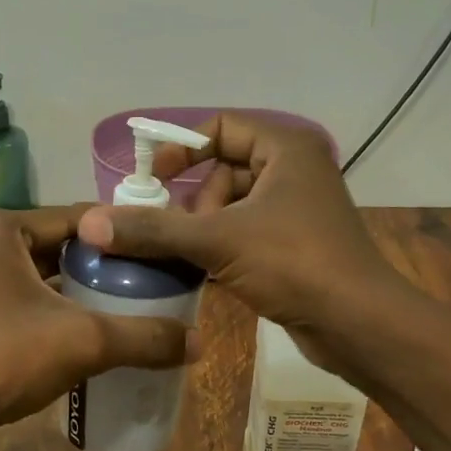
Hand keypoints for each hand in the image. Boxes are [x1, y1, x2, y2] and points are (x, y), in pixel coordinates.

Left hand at [0, 208, 198, 432]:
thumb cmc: (0, 359)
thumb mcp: (82, 342)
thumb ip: (143, 337)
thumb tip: (200, 343)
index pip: (73, 220)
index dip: (117, 237)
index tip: (153, 252)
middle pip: (46, 245)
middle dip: (90, 266)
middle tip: (136, 283)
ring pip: (22, 272)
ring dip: (61, 288)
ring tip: (109, 306)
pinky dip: (31, 306)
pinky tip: (63, 329)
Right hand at [74, 113, 417, 376]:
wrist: (358, 323)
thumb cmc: (294, 263)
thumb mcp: (218, 241)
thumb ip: (154, 230)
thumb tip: (92, 223)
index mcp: (286, 147)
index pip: (221, 126)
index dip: (182, 148)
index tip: (153, 181)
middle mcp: (294, 169)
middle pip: (223, 169)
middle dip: (195, 203)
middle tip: (183, 235)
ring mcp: (297, 209)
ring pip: (232, 206)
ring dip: (204, 230)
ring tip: (195, 260)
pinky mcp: (295, 244)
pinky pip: (245, 233)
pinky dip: (222, 248)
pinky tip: (206, 274)